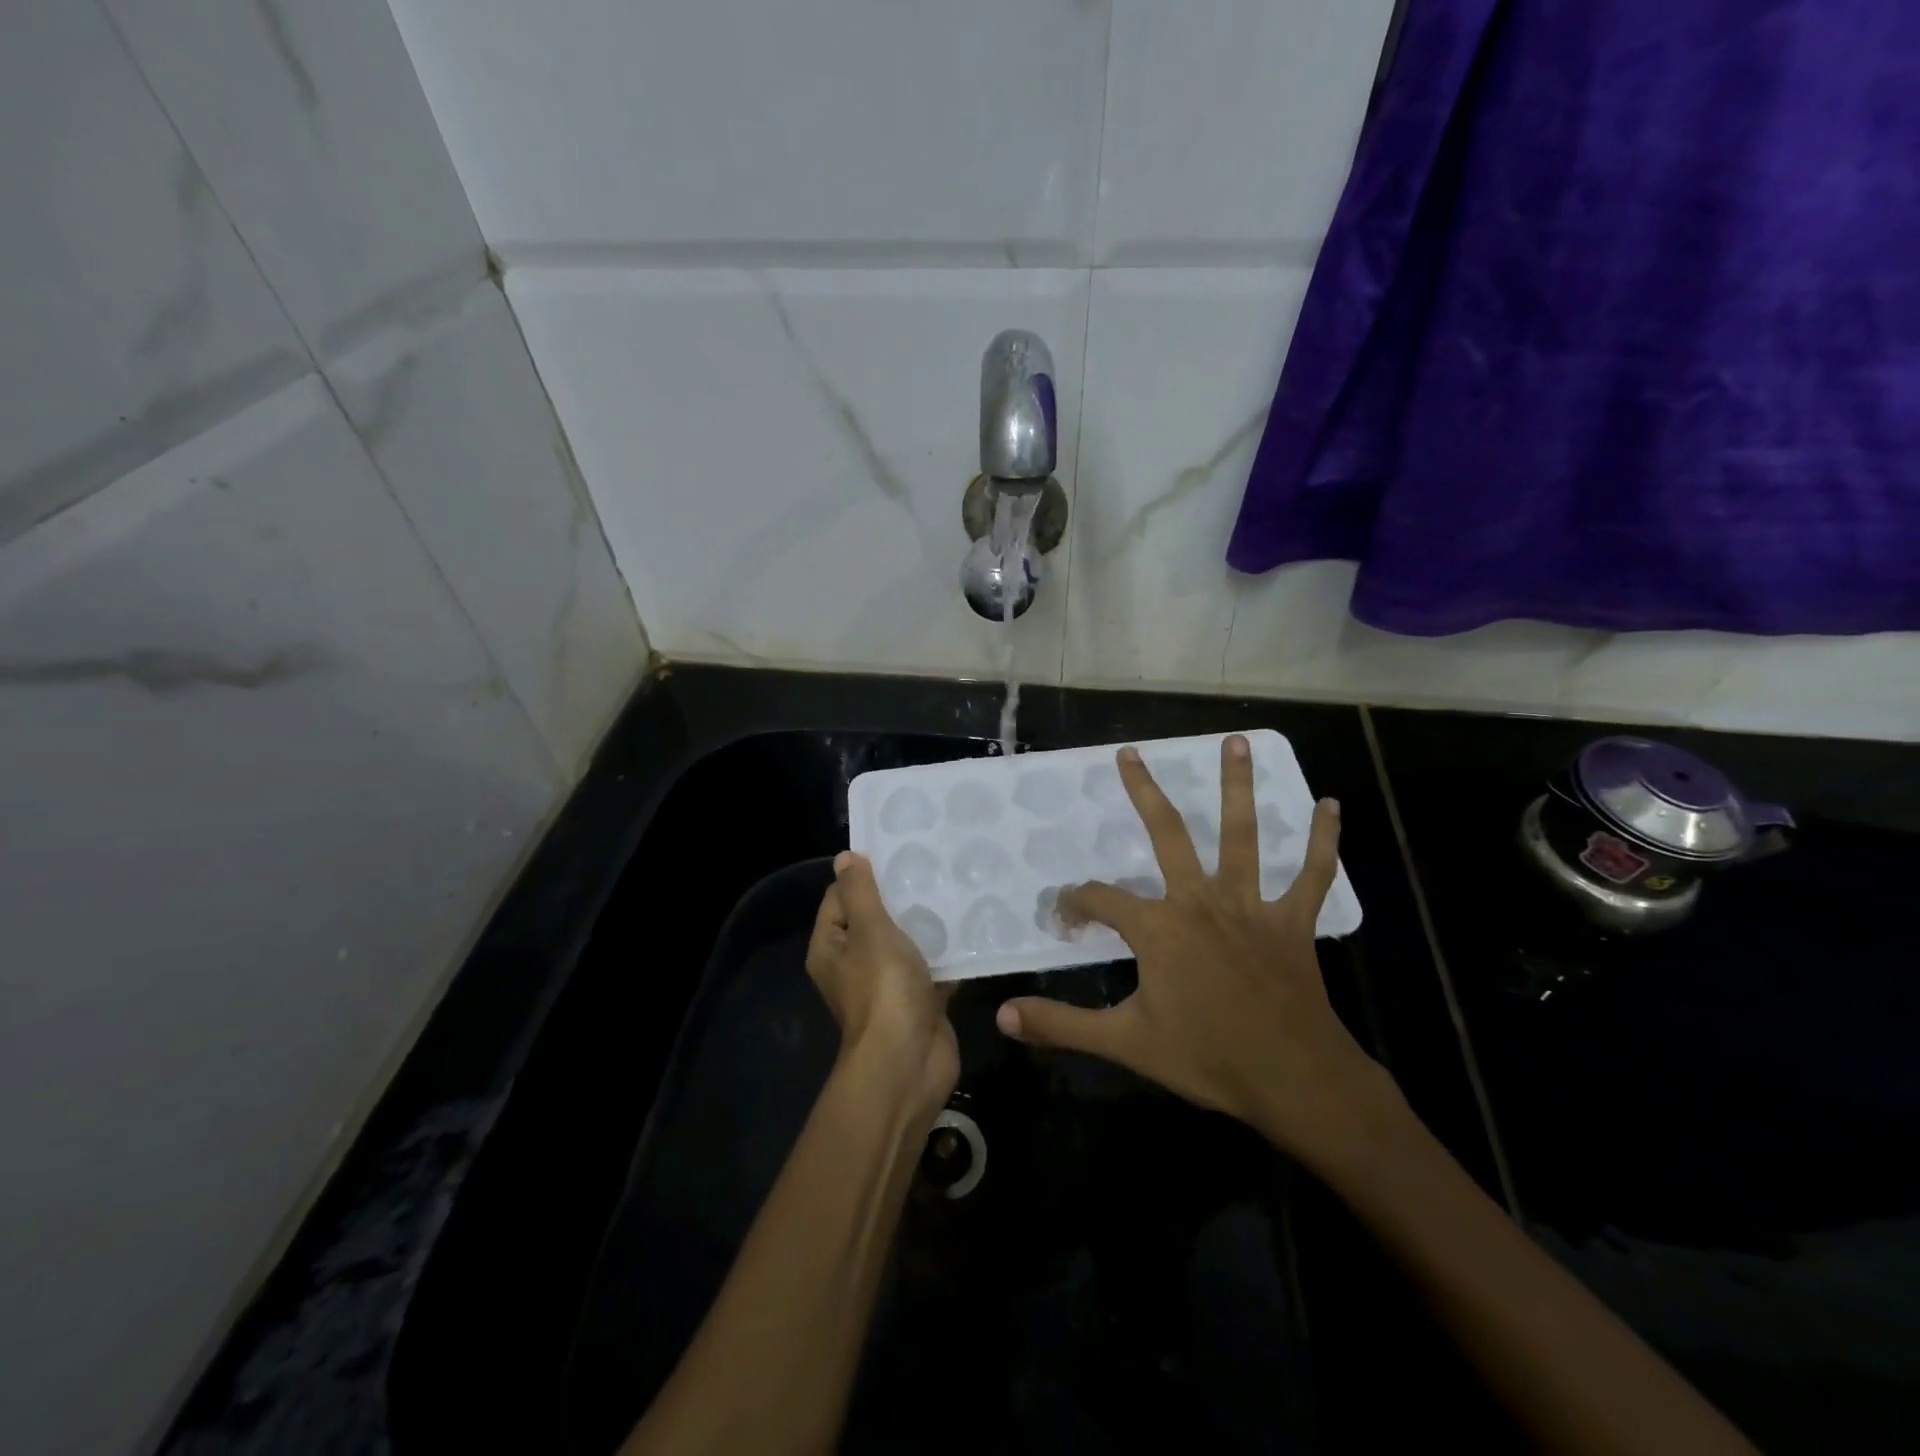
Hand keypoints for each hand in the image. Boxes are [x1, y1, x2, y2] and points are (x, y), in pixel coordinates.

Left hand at [807, 851, 958, 1123]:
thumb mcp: (869, 930)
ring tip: (954, 888)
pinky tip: (971, 927)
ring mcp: (888, 985)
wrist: (909, 1061)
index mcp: (832, 947)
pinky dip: (948, 953)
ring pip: (906, 943)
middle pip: (875, 920)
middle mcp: (854, 965)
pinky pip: (932, 968)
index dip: (862, 876)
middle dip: (901, 897)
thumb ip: (860, 892)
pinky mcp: (919, 1001)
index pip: (840, 898)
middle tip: (932, 865)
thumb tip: (845, 858)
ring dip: (927, 924)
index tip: (895, 852)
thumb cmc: (882, 988)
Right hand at [995, 738, 1398, 1169]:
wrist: (1295, 1081)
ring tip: (1236, 741)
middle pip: (1168, 834)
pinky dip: (1323, 841)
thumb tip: (1001, 1016)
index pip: (1100, 900)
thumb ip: (1061, 1025)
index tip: (1066, 919)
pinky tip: (1331, 805)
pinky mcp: (1292, 922)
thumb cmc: (1208, 1058)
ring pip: (1242, 835)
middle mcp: (1200, 902)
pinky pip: (1312, 876)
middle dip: (1144, 792)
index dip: (1075, 904)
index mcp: (1158, 928)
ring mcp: (1250, 907)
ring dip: (1237, 787)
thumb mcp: (1125, 1042)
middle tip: (1130, 753)